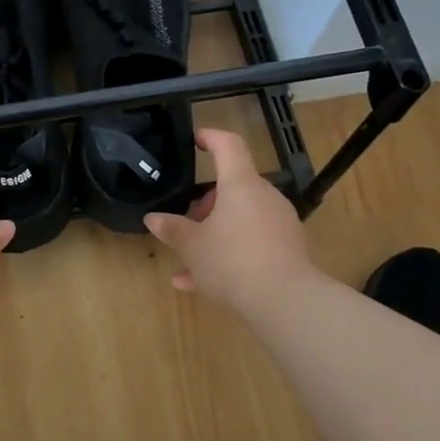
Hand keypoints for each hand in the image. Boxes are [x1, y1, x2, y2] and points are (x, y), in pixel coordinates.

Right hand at [144, 128, 316, 314]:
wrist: (287, 303)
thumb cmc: (232, 261)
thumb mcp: (192, 246)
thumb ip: (172, 229)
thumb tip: (152, 218)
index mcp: (241, 185)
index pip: (228, 146)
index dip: (211, 137)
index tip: (196, 139)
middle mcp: (264, 197)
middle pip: (233, 187)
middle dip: (205, 204)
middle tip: (186, 223)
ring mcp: (279, 224)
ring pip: (240, 219)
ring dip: (214, 233)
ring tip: (187, 262)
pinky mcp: (287, 250)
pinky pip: (252, 243)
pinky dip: (230, 254)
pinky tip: (201, 283)